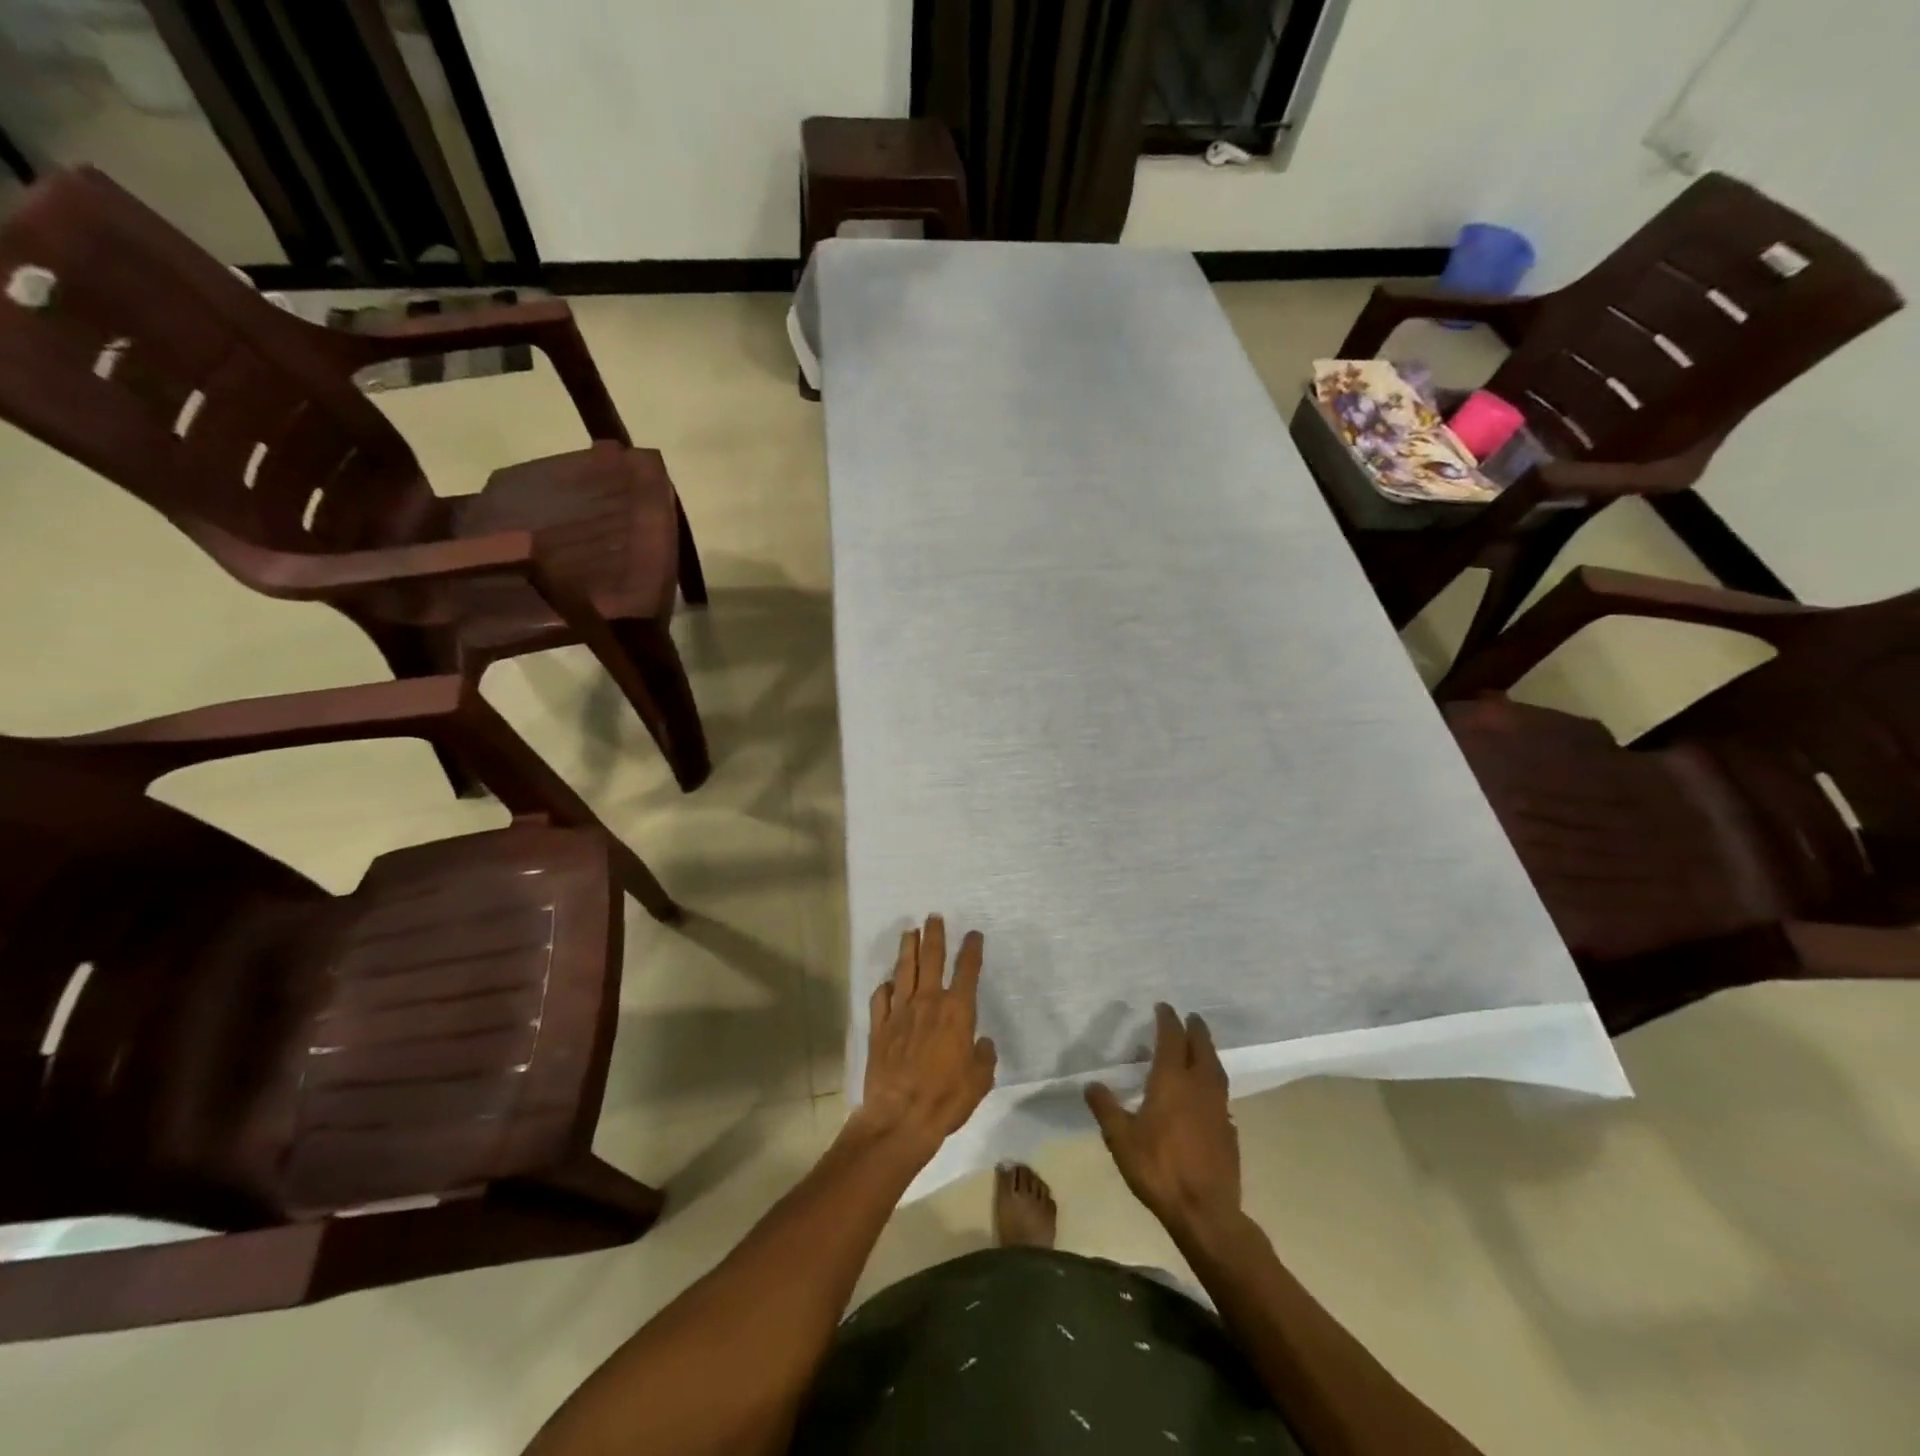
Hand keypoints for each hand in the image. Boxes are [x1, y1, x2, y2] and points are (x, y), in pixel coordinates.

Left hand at [855, 915, 996, 1157]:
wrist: (900, 1117)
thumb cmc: (946, 1099)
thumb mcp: (979, 1081)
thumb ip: (983, 1057)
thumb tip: (982, 1043)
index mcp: (956, 1012)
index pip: (967, 971)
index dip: (972, 950)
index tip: (974, 934)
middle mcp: (928, 1003)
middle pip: (931, 959)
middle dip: (934, 935)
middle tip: (934, 916)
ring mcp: (900, 1012)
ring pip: (904, 970)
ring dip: (908, 948)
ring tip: (910, 931)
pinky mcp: (879, 1027)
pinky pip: (881, 998)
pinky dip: (885, 987)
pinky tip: (887, 983)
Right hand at [1086, 1004, 1239, 1236]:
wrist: (1205, 1212)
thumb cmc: (1158, 1169)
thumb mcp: (1120, 1139)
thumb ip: (1106, 1108)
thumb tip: (1091, 1083)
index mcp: (1172, 1081)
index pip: (1172, 1040)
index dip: (1168, 1020)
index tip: (1164, 1007)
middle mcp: (1198, 1087)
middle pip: (1201, 1049)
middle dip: (1195, 1030)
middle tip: (1191, 1017)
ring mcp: (1218, 1109)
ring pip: (1216, 1069)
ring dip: (1208, 1052)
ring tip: (1202, 1047)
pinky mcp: (1229, 1131)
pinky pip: (1221, 1094)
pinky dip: (1213, 1081)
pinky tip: (1207, 1093)